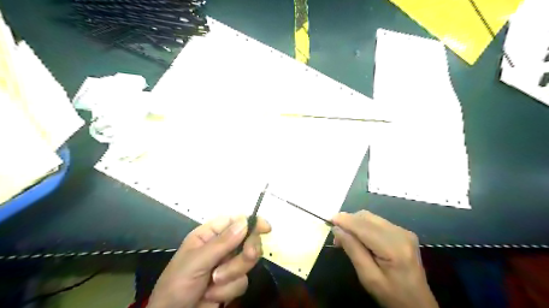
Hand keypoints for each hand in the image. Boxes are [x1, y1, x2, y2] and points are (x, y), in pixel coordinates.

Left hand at [149, 216, 270, 307]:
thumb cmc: (177, 285)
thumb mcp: (197, 262)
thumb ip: (222, 243)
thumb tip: (245, 222)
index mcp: (209, 235)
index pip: (235, 221)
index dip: (252, 222)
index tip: (266, 228)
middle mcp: (221, 247)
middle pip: (247, 241)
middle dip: (246, 252)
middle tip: (248, 256)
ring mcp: (227, 265)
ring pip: (247, 262)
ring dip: (231, 275)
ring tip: (212, 283)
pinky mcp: (231, 283)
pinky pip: (243, 281)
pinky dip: (228, 291)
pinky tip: (211, 296)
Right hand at [330, 210, 437, 307]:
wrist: (418, 304)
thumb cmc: (392, 295)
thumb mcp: (368, 277)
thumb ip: (353, 250)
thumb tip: (337, 229)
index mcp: (394, 247)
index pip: (363, 226)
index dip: (345, 220)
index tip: (328, 220)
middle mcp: (400, 233)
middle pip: (367, 217)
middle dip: (348, 221)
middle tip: (336, 236)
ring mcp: (403, 231)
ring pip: (371, 217)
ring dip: (355, 223)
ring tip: (345, 237)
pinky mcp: (403, 232)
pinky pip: (377, 222)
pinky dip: (364, 226)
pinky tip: (359, 237)